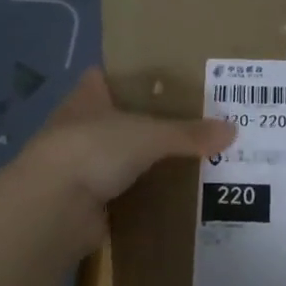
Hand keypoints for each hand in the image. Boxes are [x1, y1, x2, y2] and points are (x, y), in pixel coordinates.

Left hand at [6, 70, 234, 259]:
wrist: (53, 208)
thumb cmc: (94, 149)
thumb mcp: (149, 134)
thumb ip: (188, 133)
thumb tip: (232, 131)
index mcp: (86, 98)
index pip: (104, 77)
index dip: (128, 77)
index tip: (163, 80)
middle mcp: (79, 128)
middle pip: (116, 119)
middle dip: (147, 122)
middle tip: (191, 123)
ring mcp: (79, 166)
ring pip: (118, 157)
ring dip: (144, 161)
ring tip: (188, 159)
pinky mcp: (85, 201)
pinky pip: (121, 192)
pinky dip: (141, 194)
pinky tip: (171, 195)